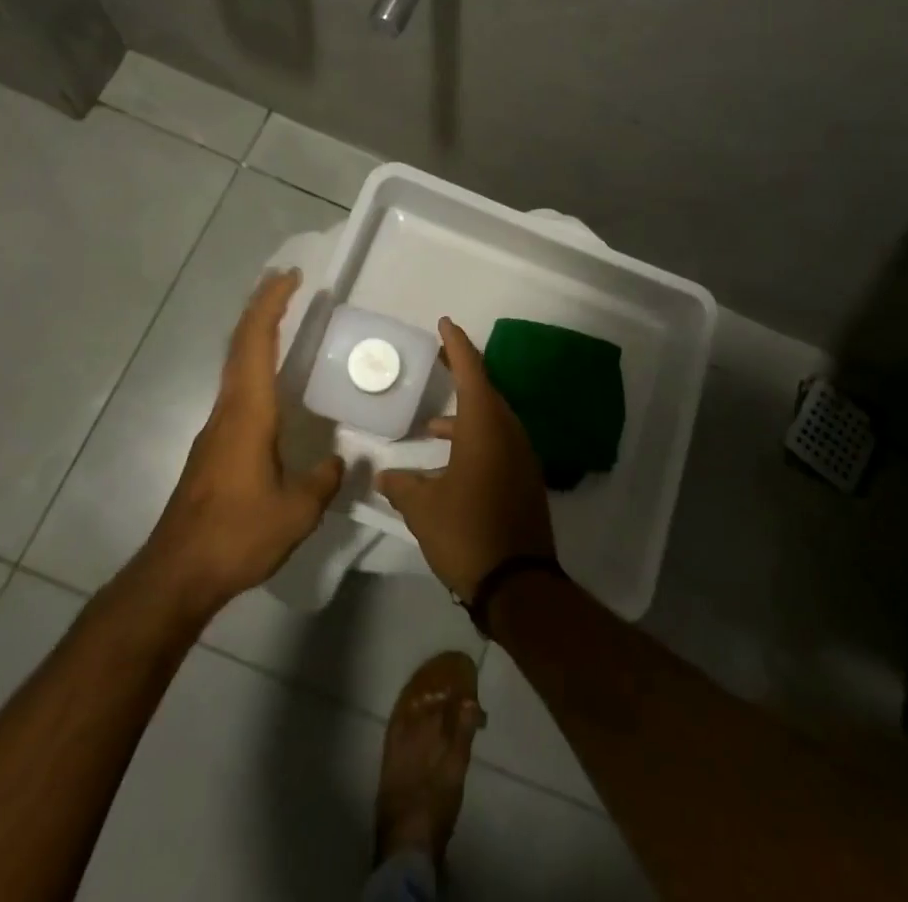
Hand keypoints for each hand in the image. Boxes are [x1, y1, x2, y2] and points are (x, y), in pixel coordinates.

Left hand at [129, 269, 344, 619]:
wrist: (176, 575)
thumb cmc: (237, 536)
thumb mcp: (295, 512)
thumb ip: (323, 480)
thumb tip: (341, 461)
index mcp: (248, 414)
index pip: (255, 344)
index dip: (271, 305)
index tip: (290, 278)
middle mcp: (227, 411)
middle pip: (240, 345)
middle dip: (261, 308)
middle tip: (286, 283)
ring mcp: (215, 429)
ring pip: (234, 366)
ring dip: (255, 334)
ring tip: (281, 320)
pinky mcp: (212, 449)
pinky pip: (235, 389)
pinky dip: (252, 365)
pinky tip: (270, 384)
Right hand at [377, 317, 556, 598]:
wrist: (519, 583)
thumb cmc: (467, 533)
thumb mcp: (423, 509)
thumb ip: (402, 486)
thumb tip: (383, 476)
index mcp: (485, 427)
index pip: (471, 372)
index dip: (457, 345)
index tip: (445, 323)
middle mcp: (508, 433)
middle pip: (485, 390)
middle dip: (461, 373)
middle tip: (439, 358)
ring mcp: (521, 456)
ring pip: (492, 419)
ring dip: (465, 413)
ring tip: (431, 423)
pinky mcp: (524, 479)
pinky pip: (498, 442)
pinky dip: (474, 438)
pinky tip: (450, 461)